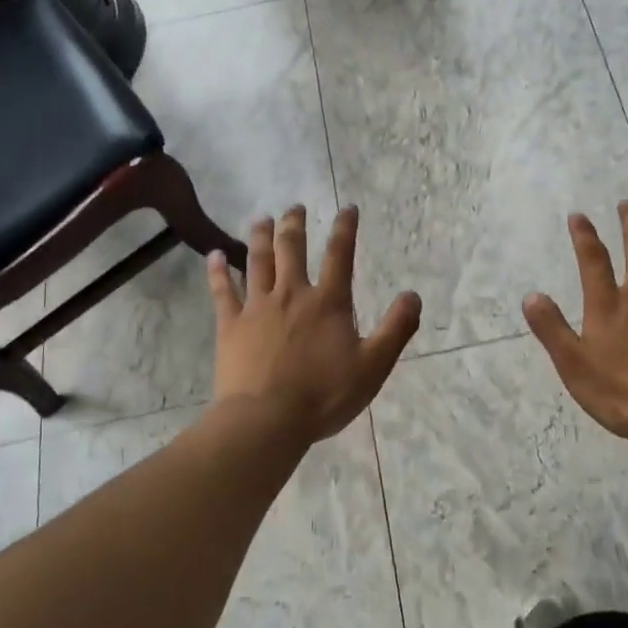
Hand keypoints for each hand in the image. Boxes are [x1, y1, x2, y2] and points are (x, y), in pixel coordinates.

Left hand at [209, 205, 420, 444]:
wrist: (267, 420)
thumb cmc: (324, 395)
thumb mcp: (373, 366)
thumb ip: (396, 329)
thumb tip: (413, 294)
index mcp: (328, 303)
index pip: (339, 256)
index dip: (345, 229)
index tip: (348, 208)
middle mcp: (291, 294)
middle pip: (292, 249)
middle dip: (295, 224)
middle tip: (295, 207)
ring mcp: (257, 308)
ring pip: (258, 262)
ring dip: (261, 237)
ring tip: (262, 218)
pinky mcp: (231, 326)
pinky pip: (222, 291)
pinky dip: (218, 271)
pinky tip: (213, 255)